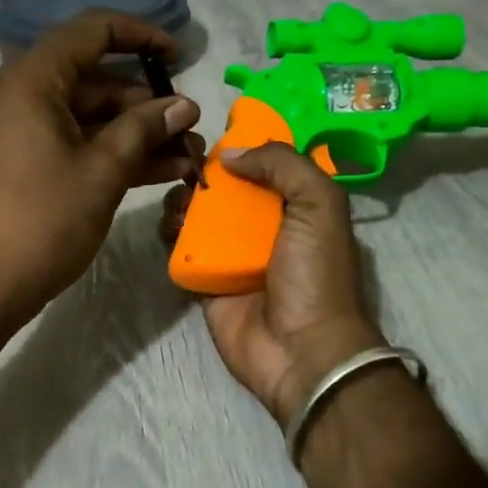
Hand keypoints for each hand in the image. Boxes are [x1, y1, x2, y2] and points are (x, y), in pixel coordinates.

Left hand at [0, 10, 203, 324]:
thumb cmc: (42, 222)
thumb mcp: (102, 172)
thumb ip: (144, 129)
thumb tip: (184, 106)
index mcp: (29, 80)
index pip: (91, 31)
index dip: (141, 35)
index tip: (180, 56)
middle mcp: (17, 94)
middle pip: (92, 77)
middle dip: (146, 102)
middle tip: (190, 127)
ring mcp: (16, 129)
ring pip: (86, 114)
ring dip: (135, 132)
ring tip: (186, 154)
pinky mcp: (20, 160)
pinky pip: (72, 140)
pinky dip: (110, 151)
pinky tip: (159, 170)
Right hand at [161, 143, 384, 427]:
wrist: (301, 351)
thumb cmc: (315, 274)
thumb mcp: (319, 204)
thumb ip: (282, 165)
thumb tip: (230, 154)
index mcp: (298, 208)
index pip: (267, 167)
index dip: (243, 148)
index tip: (214, 136)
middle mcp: (265, 229)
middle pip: (226, 189)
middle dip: (204, 175)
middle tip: (186, 169)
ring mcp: (233, 257)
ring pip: (200, 217)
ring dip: (183, 201)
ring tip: (177, 199)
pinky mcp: (206, 283)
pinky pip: (182, 251)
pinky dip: (171, 234)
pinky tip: (168, 225)